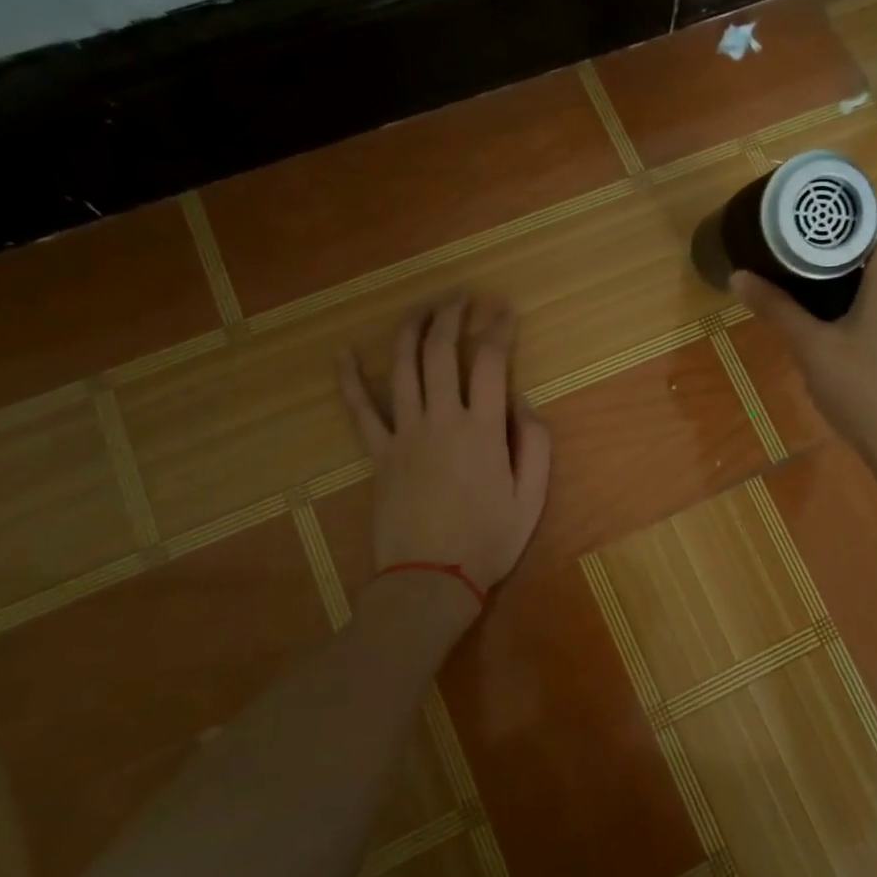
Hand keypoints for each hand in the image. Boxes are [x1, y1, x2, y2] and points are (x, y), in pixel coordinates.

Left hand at [338, 294, 551, 611]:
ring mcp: (403, 433)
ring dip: (411, 330)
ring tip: (422, 307)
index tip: (503, 309)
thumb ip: (534, 444)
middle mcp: (440, 419)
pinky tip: (342, 353)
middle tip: (461, 297)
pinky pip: (359, 410)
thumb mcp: (531, 498)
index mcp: (482, 429)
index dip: (497, 328)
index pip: (489, 361)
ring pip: (402, 367)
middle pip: (440, 351)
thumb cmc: (487, 541)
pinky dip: (349, 379)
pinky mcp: (378, 453)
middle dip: (451, 315)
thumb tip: (522, 402)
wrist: (429, 579)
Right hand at [731, 229, 876, 510]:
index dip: (839, 218)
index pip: (871, 217)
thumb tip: (738, 276)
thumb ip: (778, 308)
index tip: (809, 228)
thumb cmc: (867, 396)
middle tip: (811, 285)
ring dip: (875, 296)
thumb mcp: (814, 351)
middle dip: (849, 265)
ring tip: (840, 323)